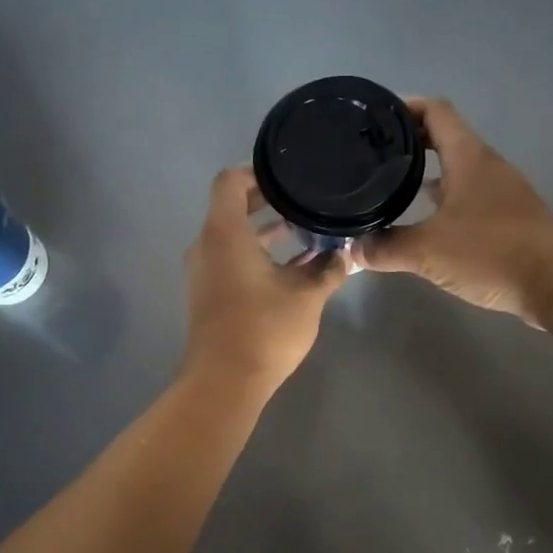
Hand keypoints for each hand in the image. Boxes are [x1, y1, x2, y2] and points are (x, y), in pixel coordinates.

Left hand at [182, 166, 348, 394]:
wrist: (224, 382)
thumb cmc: (264, 329)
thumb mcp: (306, 296)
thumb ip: (328, 269)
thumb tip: (348, 255)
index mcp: (224, 233)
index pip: (230, 181)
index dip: (257, 170)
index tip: (287, 173)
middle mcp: (207, 245)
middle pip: (232, 207)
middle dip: (268, 201)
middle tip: (304, 197)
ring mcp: (205, 271)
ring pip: (233, 236)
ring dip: (265, 231)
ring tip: (306, 229)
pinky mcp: (209, 293)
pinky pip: (231, 259)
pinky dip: (257, 254)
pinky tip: (294, 266)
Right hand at [354, 97, 552, 326]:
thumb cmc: (492, 253)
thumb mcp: (428, 251)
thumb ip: (386, 247)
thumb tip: (353, 250)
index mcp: (468, 157)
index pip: (435, 111)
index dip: (405, 106)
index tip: (375, 117)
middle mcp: (487, 166)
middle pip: (445, 138)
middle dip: (410, 142)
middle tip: (373, 155)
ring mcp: (501, 192)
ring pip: (457, 170)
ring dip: (427, 173)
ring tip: (391, 185)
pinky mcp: (509, 218)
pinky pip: (469, 196)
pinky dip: (444, 199)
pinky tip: (425, 222)